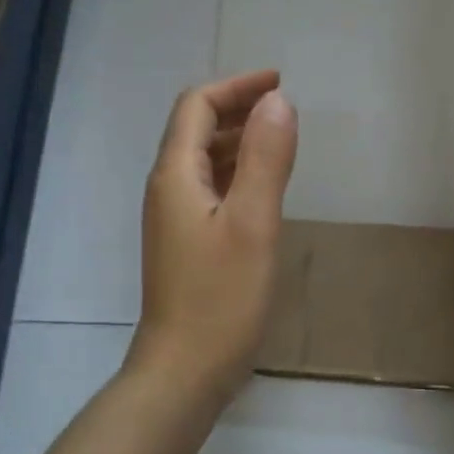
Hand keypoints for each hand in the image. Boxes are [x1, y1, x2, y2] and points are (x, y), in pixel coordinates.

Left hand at [129, 69, 298, 401]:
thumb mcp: (253, 223)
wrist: (185, 371)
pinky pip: (210, 190)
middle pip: (196, 129)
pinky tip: (264, 188)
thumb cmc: (221, 298)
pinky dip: (237, 174)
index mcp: (176, 176)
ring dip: (239, 141)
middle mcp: (167, 190)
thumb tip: (278, 101)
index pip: (197, 106)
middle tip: (286, 109)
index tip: (280, 83)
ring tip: (281, 140)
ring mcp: (174, 219)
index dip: (236, 86)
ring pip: (204, 161)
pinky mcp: (186, 244)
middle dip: (238, 109)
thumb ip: (266, 159)